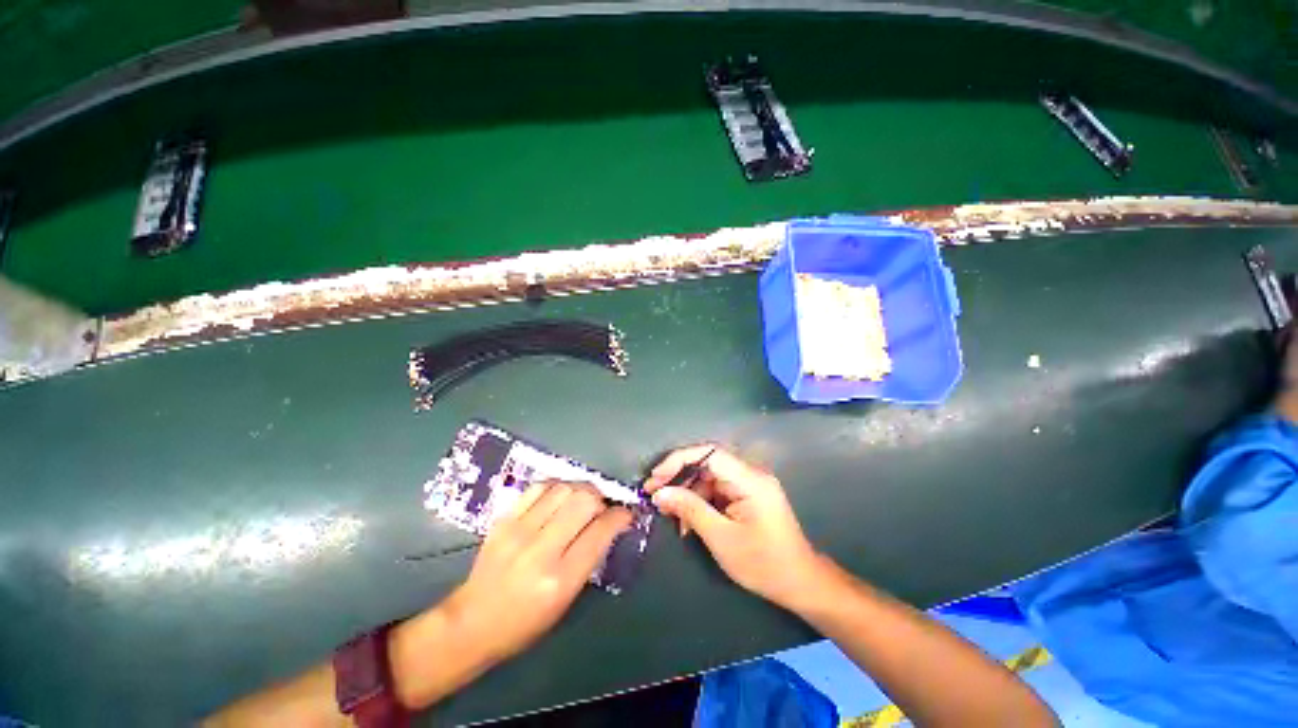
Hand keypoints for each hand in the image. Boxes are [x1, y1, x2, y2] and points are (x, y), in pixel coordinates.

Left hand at [442, 482, 632, 663]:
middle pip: (584, 501)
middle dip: (601, 498)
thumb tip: (608, 525)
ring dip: (580, 489)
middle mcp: (540, 550)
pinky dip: (556, 486)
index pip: (600, 532)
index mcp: (560, 579)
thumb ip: (589, 558)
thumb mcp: (566, 599)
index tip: (626, 514)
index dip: (620, 517)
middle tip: (602, 507)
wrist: (472, 622)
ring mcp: (518, 531)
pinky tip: (559, 496)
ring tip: (582, 500)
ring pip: (563, 489)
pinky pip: (538, 487)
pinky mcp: (503, 519)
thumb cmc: (525, 622)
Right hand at [644, 446, 822, 608]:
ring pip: (709, 477)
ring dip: (687, 493)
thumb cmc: (763, 564)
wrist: (800, 583)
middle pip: (707, 463)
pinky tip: (688, 522)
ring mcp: (749, 484)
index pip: (709, 453)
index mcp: (749, 479)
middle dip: (679, 477)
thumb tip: (660, 493)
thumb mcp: (721, 538)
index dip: (679, 460)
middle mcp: (750, 474)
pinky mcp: (747, 496)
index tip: (656, 477)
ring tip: (668, 513)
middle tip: (654, 494)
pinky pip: (717, 490)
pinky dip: (700, 502)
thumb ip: (690, 509)